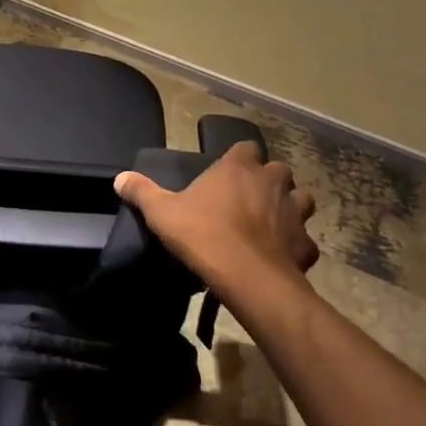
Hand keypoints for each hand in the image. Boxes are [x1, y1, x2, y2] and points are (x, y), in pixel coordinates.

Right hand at [114, 142, 317, 307]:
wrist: (247, 277)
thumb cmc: (203, 235)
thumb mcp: (162, 213)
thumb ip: (142, 192)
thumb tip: (119, 178)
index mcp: (239, 167)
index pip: (246, 147)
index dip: (239, 159)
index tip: (228, 173)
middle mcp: (272, 182)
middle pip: (278, 171)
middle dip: (268, 182)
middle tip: (248, 199)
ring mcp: (295, 212)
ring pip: (300, 200)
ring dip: (289, 208)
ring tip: (271, 224)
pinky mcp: (306, 245)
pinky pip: (304, 241)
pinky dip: (295, 247)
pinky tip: (280, 257)